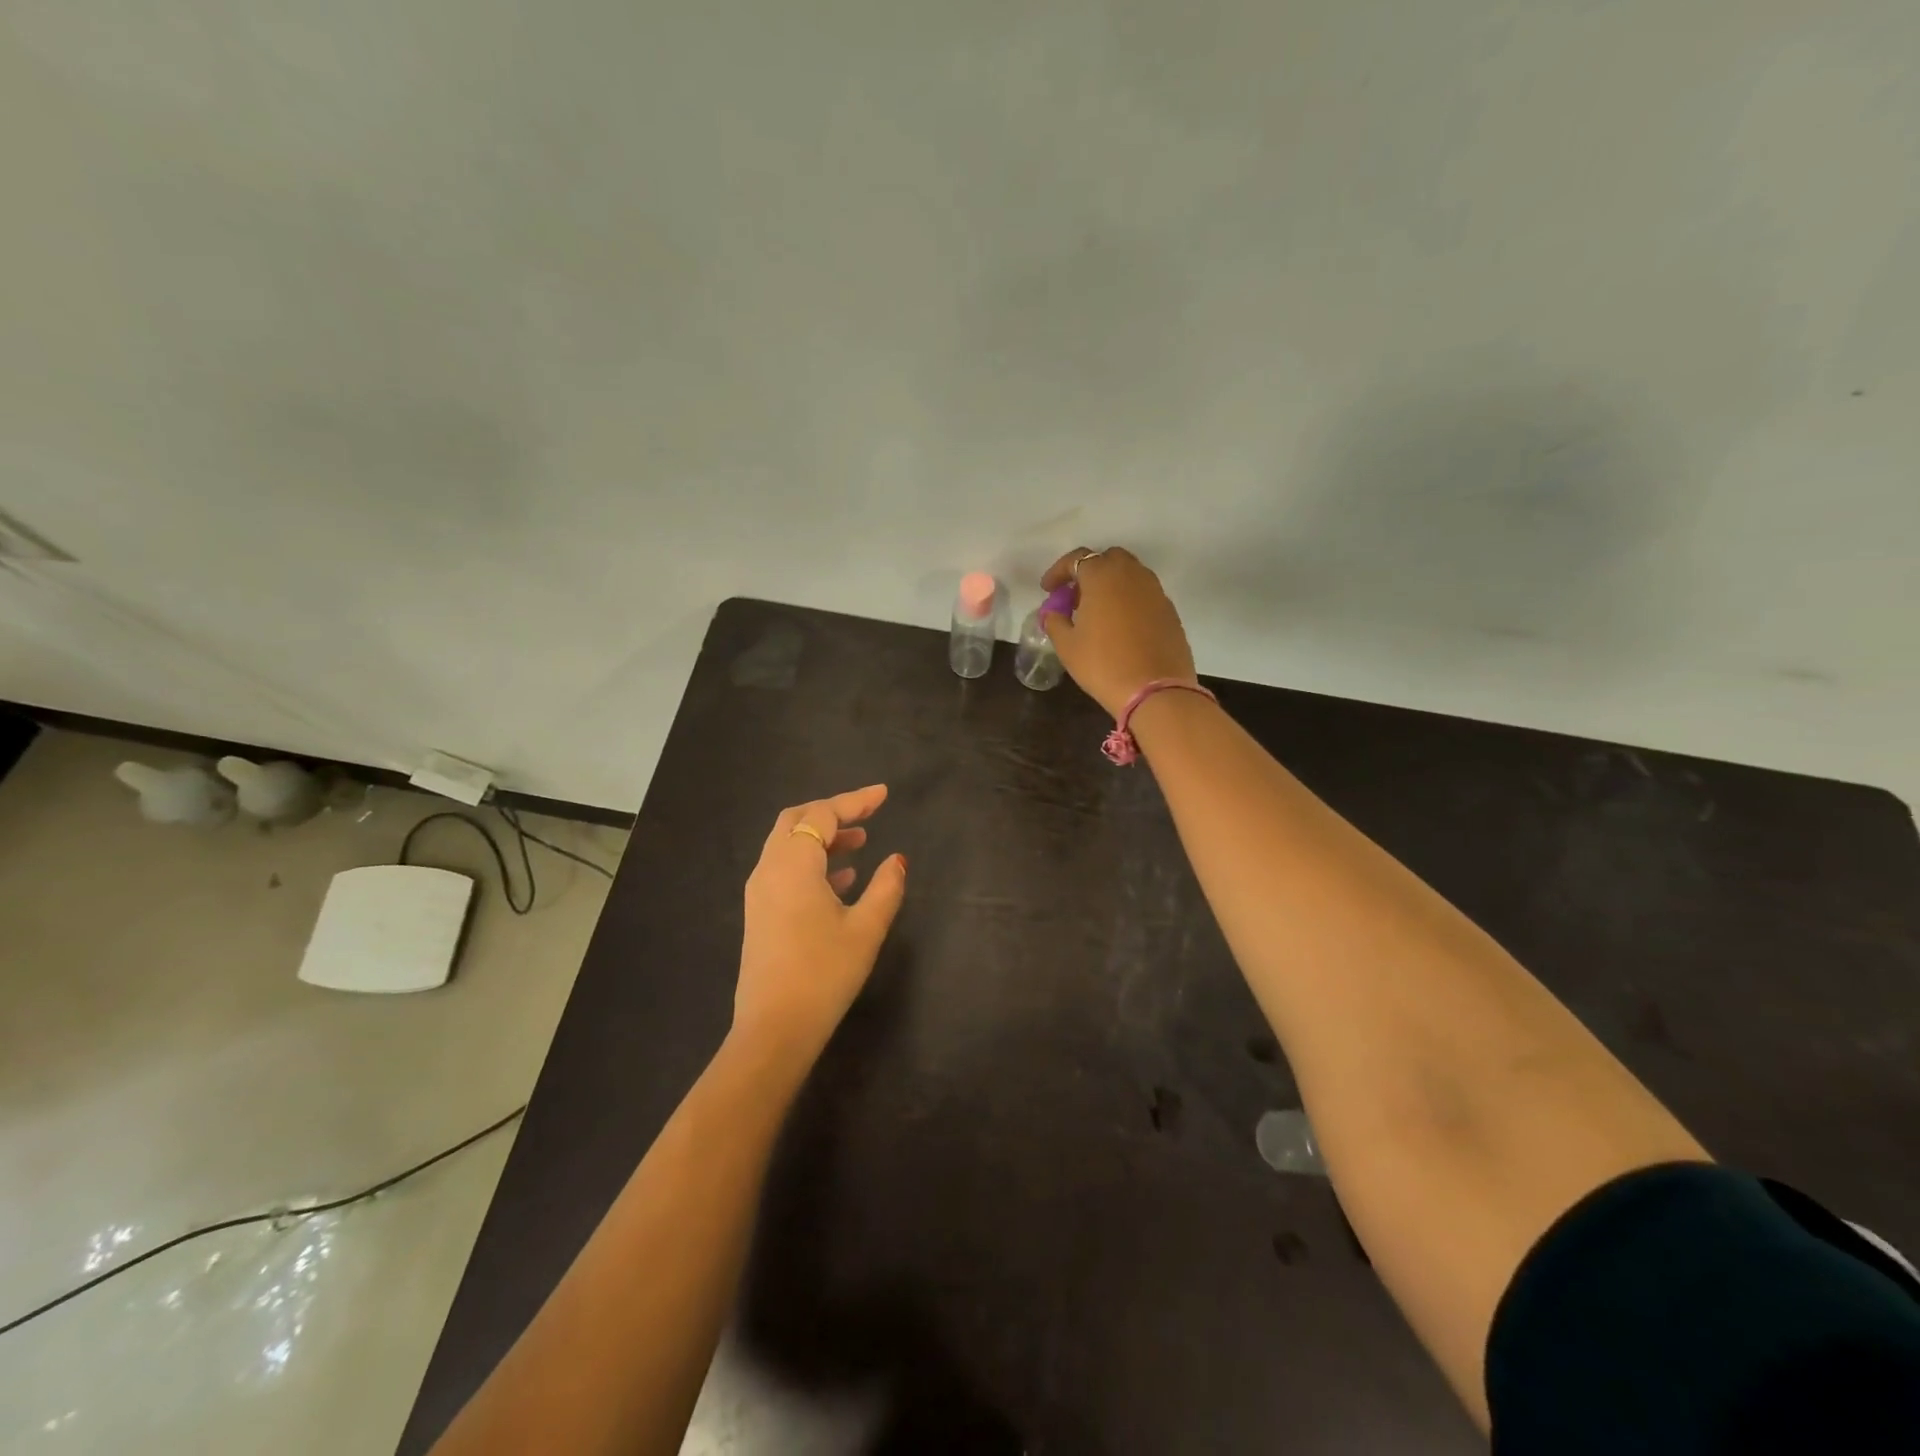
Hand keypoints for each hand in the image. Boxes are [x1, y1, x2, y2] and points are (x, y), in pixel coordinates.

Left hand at [732, 785, 907, 1070]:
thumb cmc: (824, 973)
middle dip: (832, 812)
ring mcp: (759, 891)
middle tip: (868, 815)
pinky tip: (842, 879)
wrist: (774, 1029)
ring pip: (788, 845)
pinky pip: (784, 868)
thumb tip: (897, 860)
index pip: (822, 814)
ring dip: (822, 837)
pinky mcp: (759, 912)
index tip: (884, 795)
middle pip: (797, 821)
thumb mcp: (866, 929)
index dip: (855, 801)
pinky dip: (812, 861)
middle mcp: (769, 869)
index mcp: (793, 864)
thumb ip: (886, 887)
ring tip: (860, 843)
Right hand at [1039, 547, 1197, 716]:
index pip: (1077, 559)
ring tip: (1097, 612)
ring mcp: (1155, 591)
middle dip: (1090, 572)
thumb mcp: (1067, 646)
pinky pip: (1144, 595)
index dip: (1059, 571)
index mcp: (1103, 576)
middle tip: (1076, 597)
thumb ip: (1055, 622)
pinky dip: (1129, 601)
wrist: (1155, 690)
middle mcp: (1132, 575)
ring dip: (1111, 585)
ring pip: (1130, 575)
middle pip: (1108, 559)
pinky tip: (1120, 627)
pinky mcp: (1170, 611)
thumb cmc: (1103, 664)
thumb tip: (1052, 612)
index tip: (1048, 590)